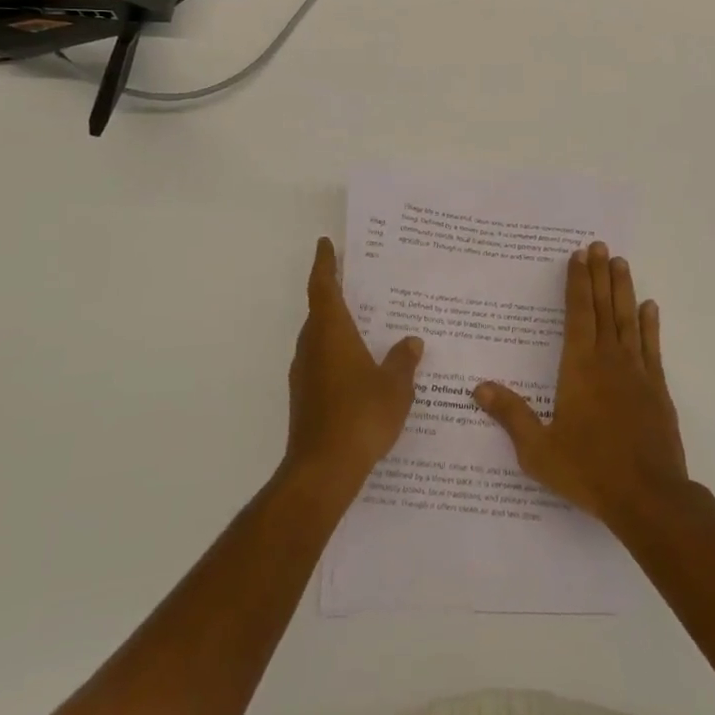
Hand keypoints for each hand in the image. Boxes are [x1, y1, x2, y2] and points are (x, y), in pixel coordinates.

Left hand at [283, 238, 424, 493]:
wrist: (322, 470)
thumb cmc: (361, 416)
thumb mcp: (395, 386)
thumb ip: (403, 360)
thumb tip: (411, 341)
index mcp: (331, 332)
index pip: (324, 287)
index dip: (325, 263)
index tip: (326, 243)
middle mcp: (312, 346)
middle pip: (320, 310)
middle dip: (336, 294)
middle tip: (361, 282)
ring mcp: (304, 373)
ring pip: (320, 338)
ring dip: (338, 327)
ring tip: (368, 324)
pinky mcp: (305, 397)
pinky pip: (322, 362)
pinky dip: (338, 354)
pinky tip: (361, 368)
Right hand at [475, 241, 689, 534]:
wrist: (648, 497)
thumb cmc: (588, 471)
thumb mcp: (539, 449)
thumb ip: (511, 415)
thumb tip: (478, 387)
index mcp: (579, 368)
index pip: (578, 314)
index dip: (577, 283)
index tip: (578, 256)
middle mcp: (609, 360)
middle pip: (603, 308)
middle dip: (599, 275)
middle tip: (600, 246)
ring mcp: (637, 372)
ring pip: (628, 319)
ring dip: (623, 289)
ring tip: (621, 262)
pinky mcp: (658, 389)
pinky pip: (652, 347)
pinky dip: (650, 324)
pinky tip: (649, 307)